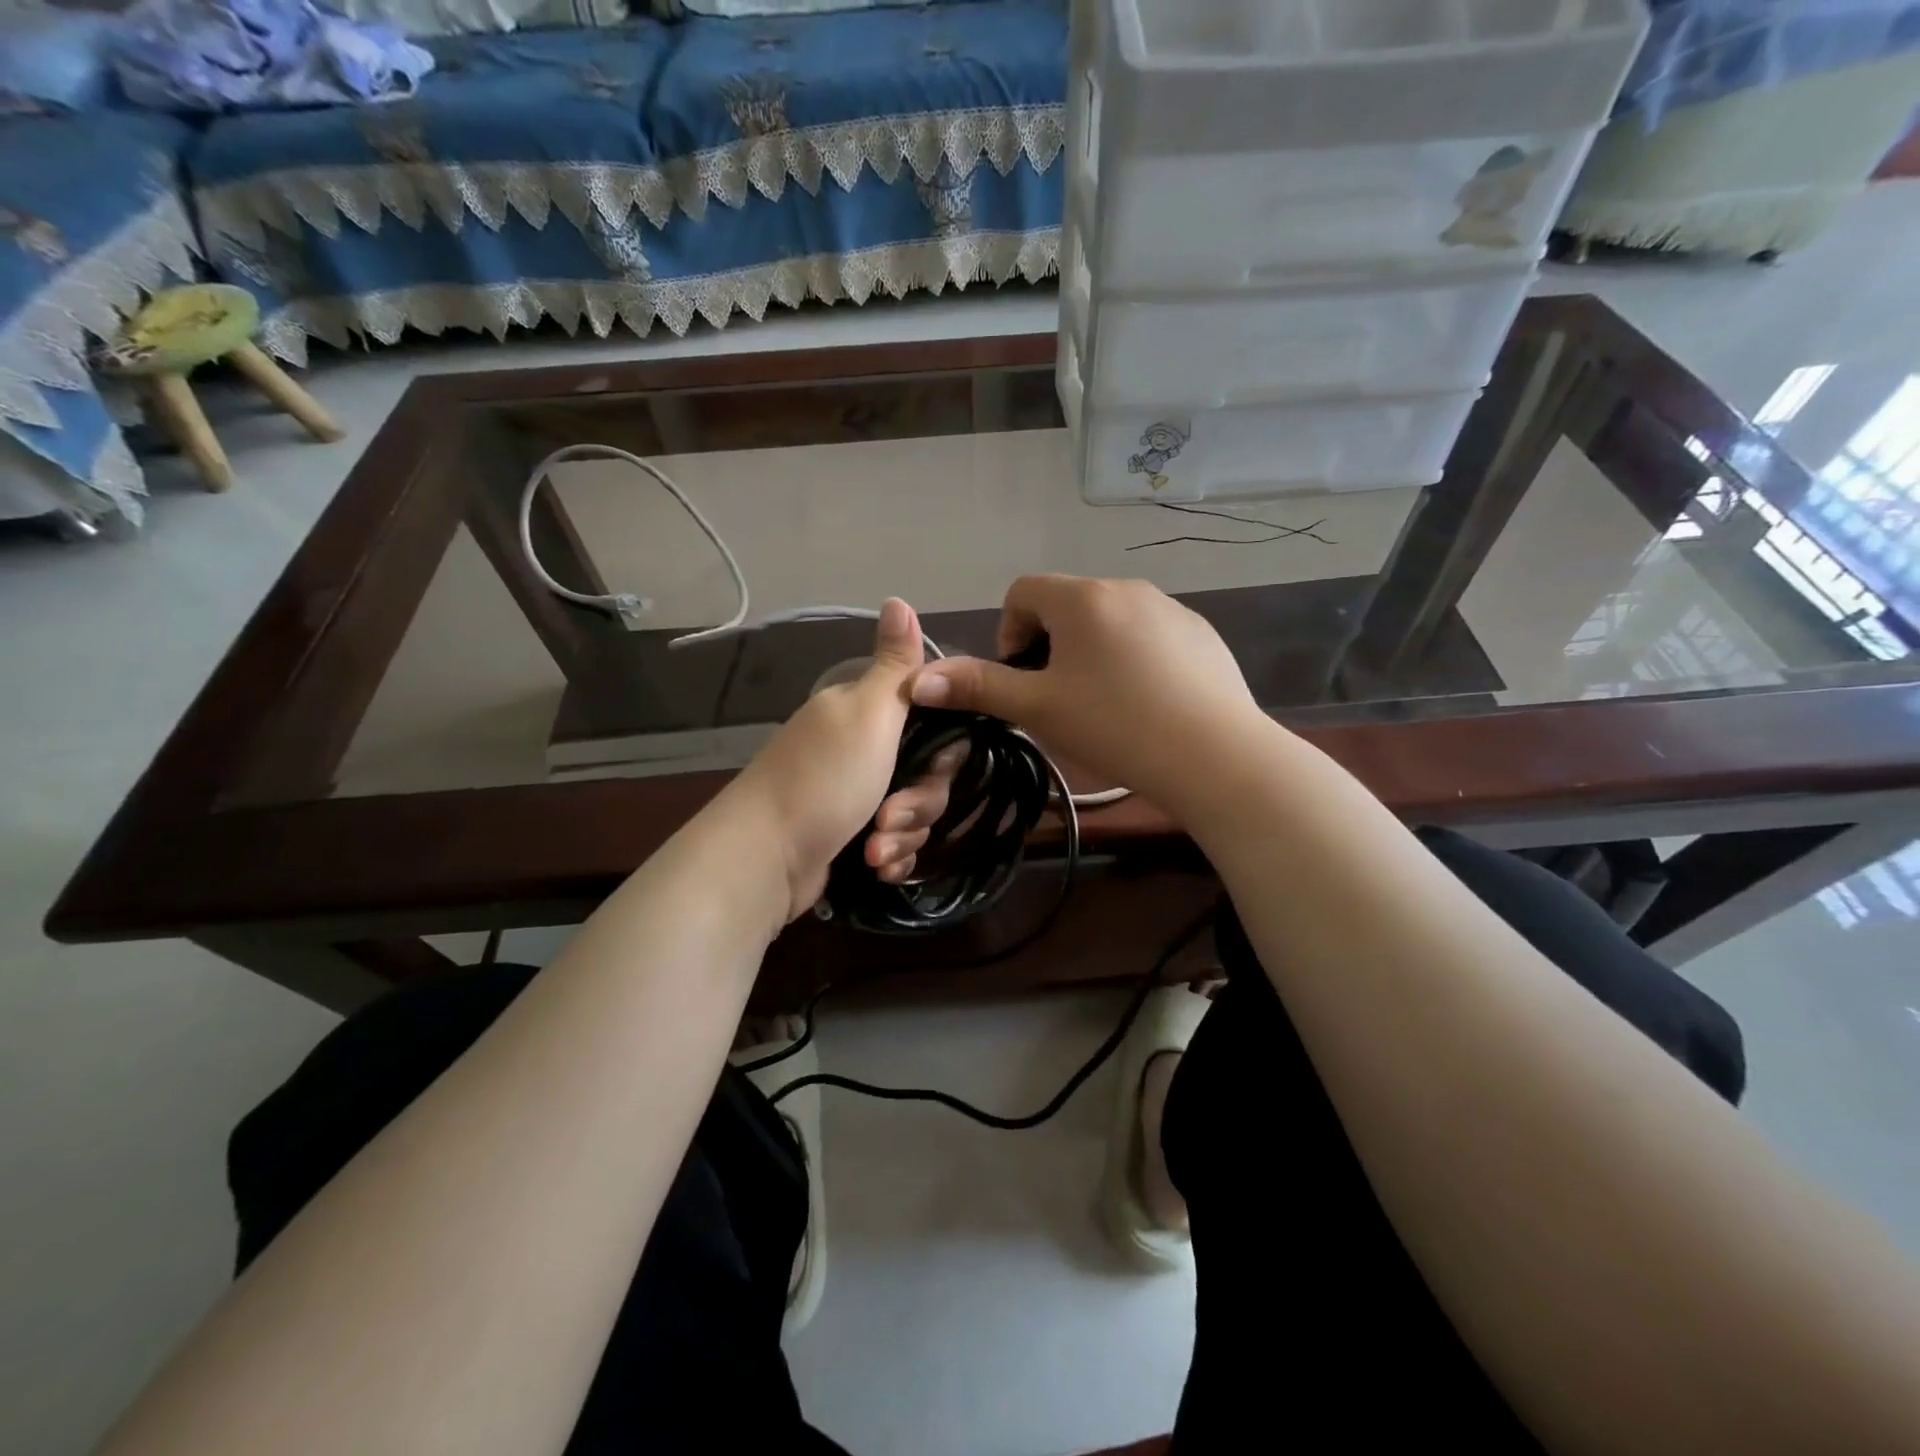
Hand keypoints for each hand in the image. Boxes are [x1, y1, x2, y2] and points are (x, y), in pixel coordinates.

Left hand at [727, 599, 963, 921]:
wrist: (764, 858)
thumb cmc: (824, 779)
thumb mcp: (868, 713)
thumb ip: (895, 665)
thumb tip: (899, 598)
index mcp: (865, 714)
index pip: (934, 725)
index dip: (943, 752)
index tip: (935, 769)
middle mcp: (860, 750)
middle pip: (927, 776)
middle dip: (917, 804)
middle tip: (888, 817)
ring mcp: (854, 796)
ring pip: (913, 814)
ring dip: (902, 836)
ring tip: (874, 852)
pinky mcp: (850, 837)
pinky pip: (894, 844)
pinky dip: (891, 857)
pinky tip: (877, 868)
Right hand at [906, 575, 1270, 818]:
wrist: (1215, 756)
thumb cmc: (1115, 725)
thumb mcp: (1038, 708)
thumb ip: (979, 687)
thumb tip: (916, 678)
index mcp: (1083, 598)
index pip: (1023, 591)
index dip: (1009, 633)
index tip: (1023, 679)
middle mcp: (1127, 589)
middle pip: (1067, 606)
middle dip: (1051, 646)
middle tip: (1059, 699)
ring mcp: (1171, 610)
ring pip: (1110, 622)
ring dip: (1092, 653)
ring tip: (1104, 706)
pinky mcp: (1202, 636)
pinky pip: (1151, 637)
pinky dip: (1135, 660)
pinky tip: (1148, 705)